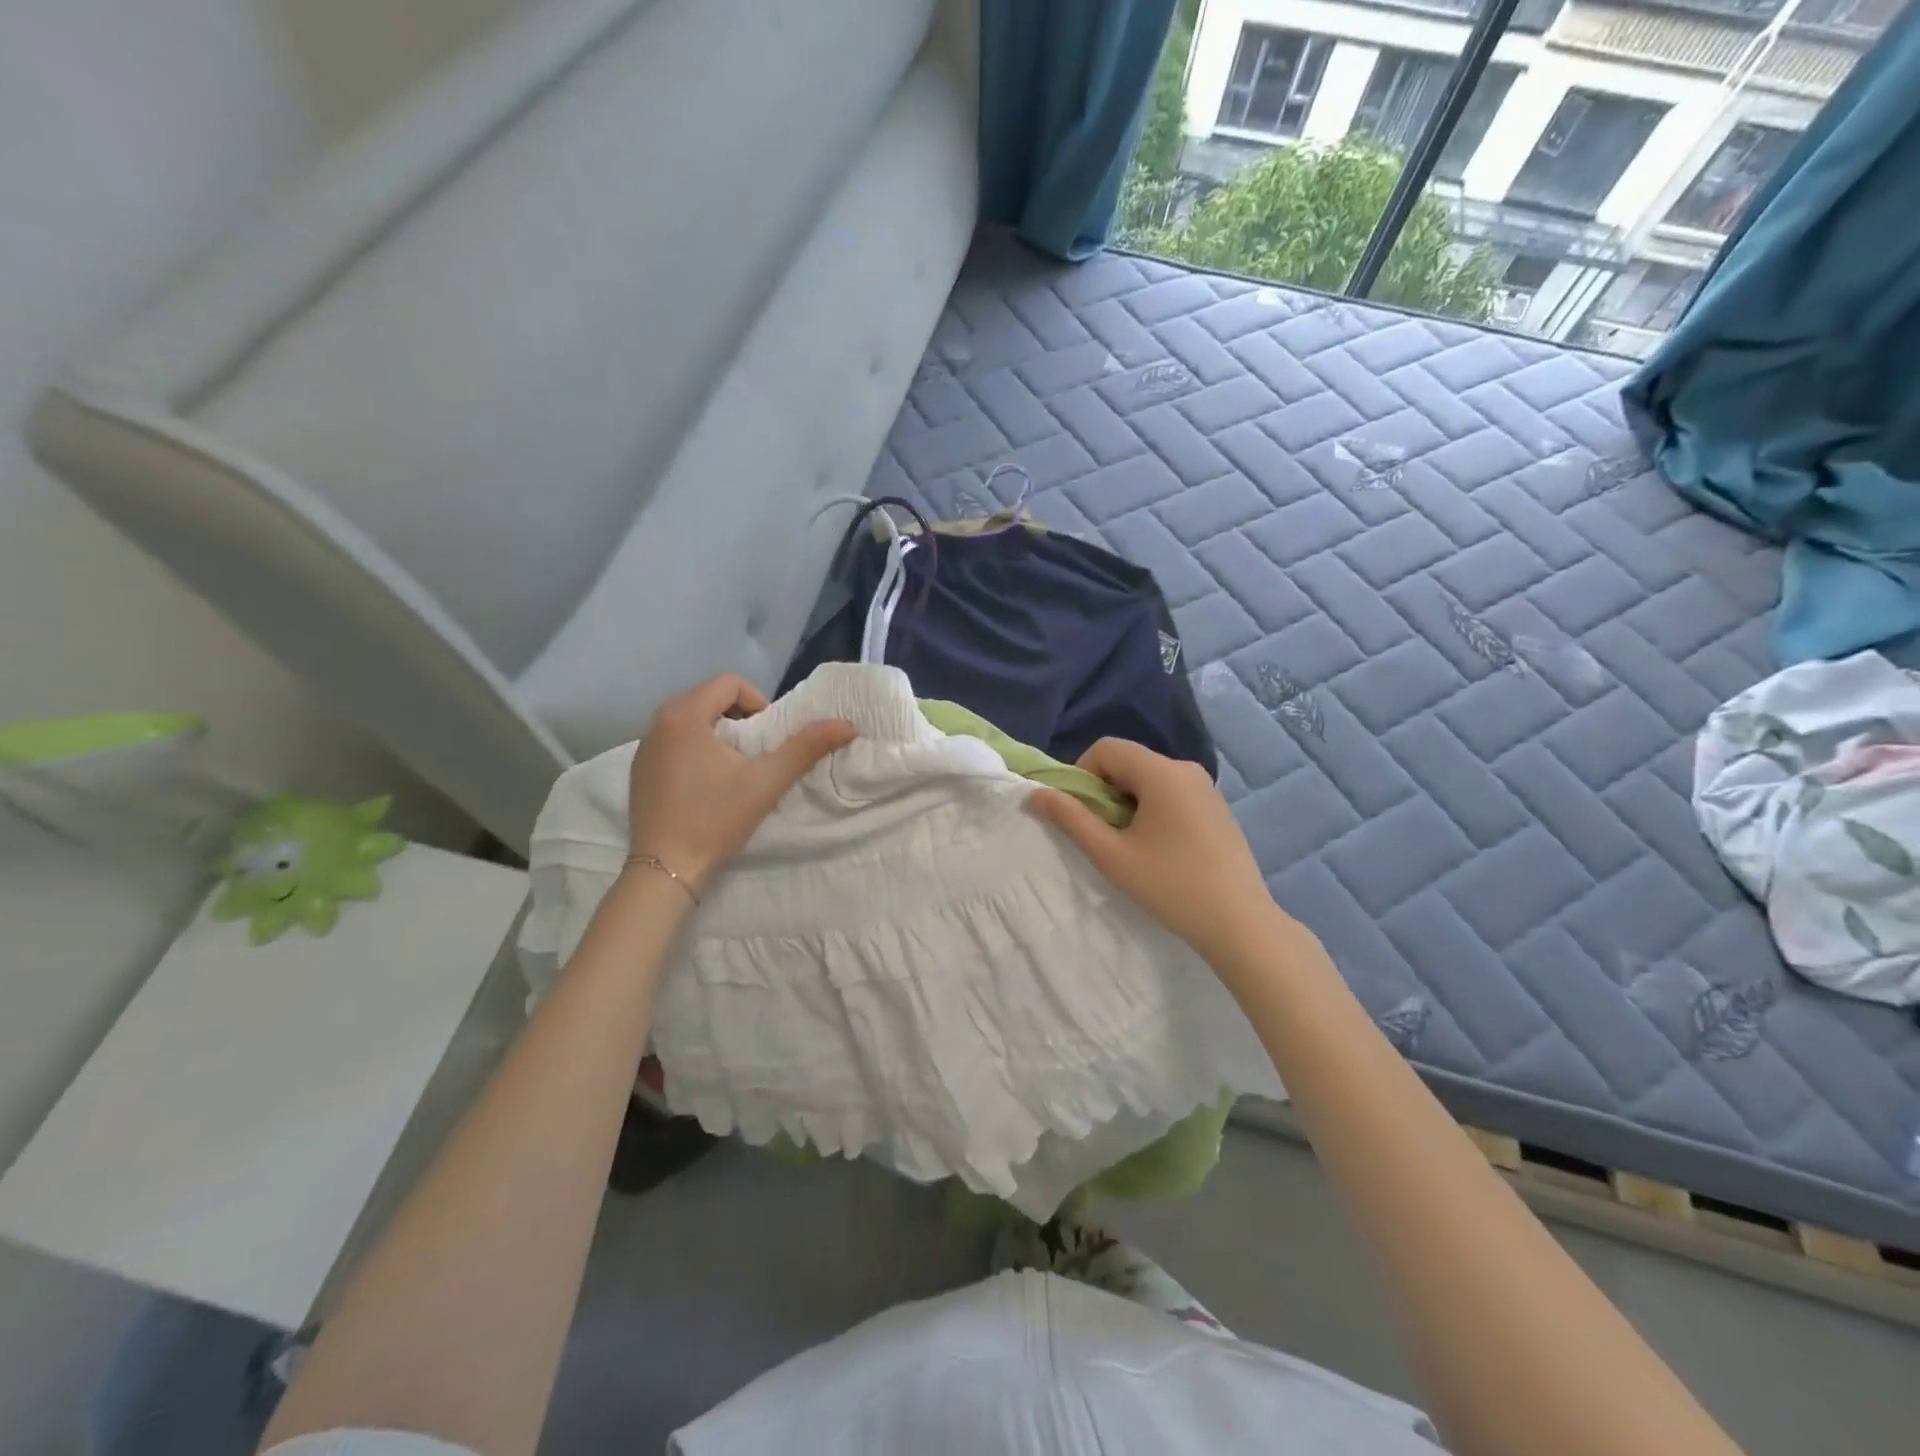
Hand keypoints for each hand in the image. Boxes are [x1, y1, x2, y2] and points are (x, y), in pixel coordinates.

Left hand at [627, 675, 854, 892]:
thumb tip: (846, 724)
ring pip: (691, 722)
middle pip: (709, 699)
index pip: (730, 683)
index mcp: (684, 714)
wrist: (664, 869)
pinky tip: (707, 788)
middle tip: (757, 754)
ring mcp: (644, 748)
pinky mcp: (639, 772)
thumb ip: (806, 747)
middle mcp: (658, 723)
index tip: (769, 739)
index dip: (759, 703)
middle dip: (740, 719)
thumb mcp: (768, 781)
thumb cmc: (716, 818)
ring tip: (736, 770)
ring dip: (719, 735)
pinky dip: (696, 752)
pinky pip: (674, 744)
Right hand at [1028, 738, 1286, 965]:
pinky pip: (1172, 791)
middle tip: (1103, 834)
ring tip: (1131, 845)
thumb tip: (1035, 794)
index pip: (1106, 748)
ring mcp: (1206, 787)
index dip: (1082, 774)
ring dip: (1128, 801)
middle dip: (1105, 790)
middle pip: (1129, 761)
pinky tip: (1160, 849)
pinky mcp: (1217, 806)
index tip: (1082, 814)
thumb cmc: (1170, 886)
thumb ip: (1071, 819)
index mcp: (1161, 772)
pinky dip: (1153, 808)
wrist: (1239, 923)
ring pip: (1149, 778)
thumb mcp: (1111, 855)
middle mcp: (1186, 768)